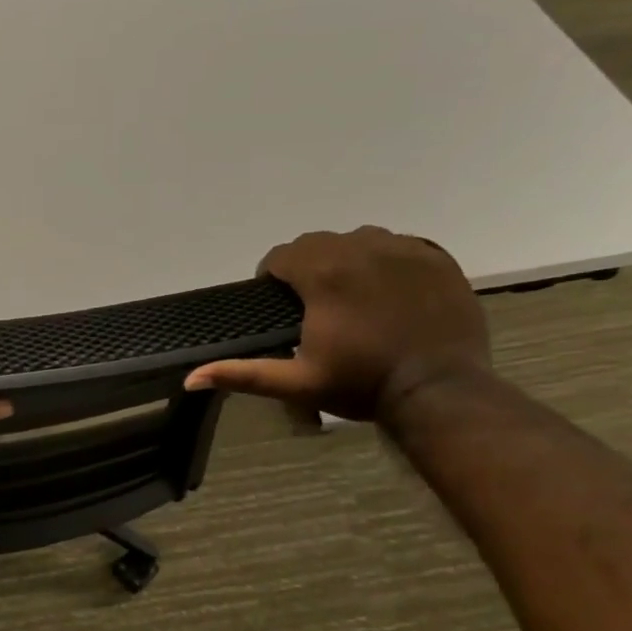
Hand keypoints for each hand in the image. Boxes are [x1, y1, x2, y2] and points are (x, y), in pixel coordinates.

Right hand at [185, 227, 489, 421]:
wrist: (441, 391)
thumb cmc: (362, 385)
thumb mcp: (296, 383)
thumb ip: (243, 374)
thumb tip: (190, 378)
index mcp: (322, 274)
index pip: (281, 256)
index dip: (273, 277)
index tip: (278, 303)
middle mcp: (360, 249)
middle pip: (317, 243)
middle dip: (307, 266)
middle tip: (313, 303)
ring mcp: (403, 250)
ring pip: (359, 239)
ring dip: (346, 259)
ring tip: (351, 294)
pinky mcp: (436, 259)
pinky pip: (399, 245)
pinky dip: (387, 261)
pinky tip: (388, 291)